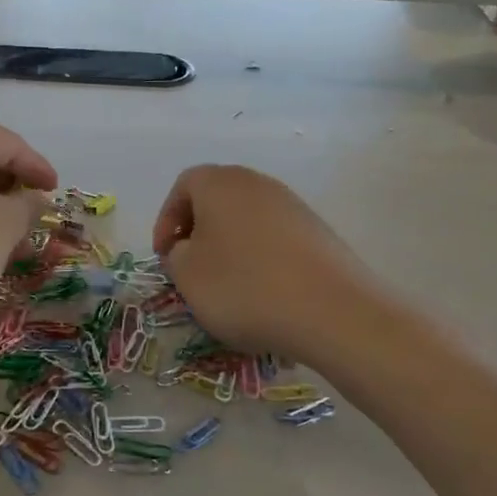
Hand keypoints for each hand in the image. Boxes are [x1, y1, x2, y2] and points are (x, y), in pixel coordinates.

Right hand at [153, 164, 365, 359]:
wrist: (332, 312)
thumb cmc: (244, 287)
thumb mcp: (187, 275)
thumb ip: (176, 255)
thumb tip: (188, 249)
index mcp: (220, 183)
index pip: (184, 186)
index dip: (166, 220)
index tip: (164, 255)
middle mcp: (258, 184)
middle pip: (218, 199)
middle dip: (198, 231)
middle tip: (190, 266)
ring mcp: (294, 206)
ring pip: (247, 219)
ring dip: (230, 246)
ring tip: (226, 284)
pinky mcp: (319, 233)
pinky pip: (275, 239)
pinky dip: (260, 258)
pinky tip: (262, 292)